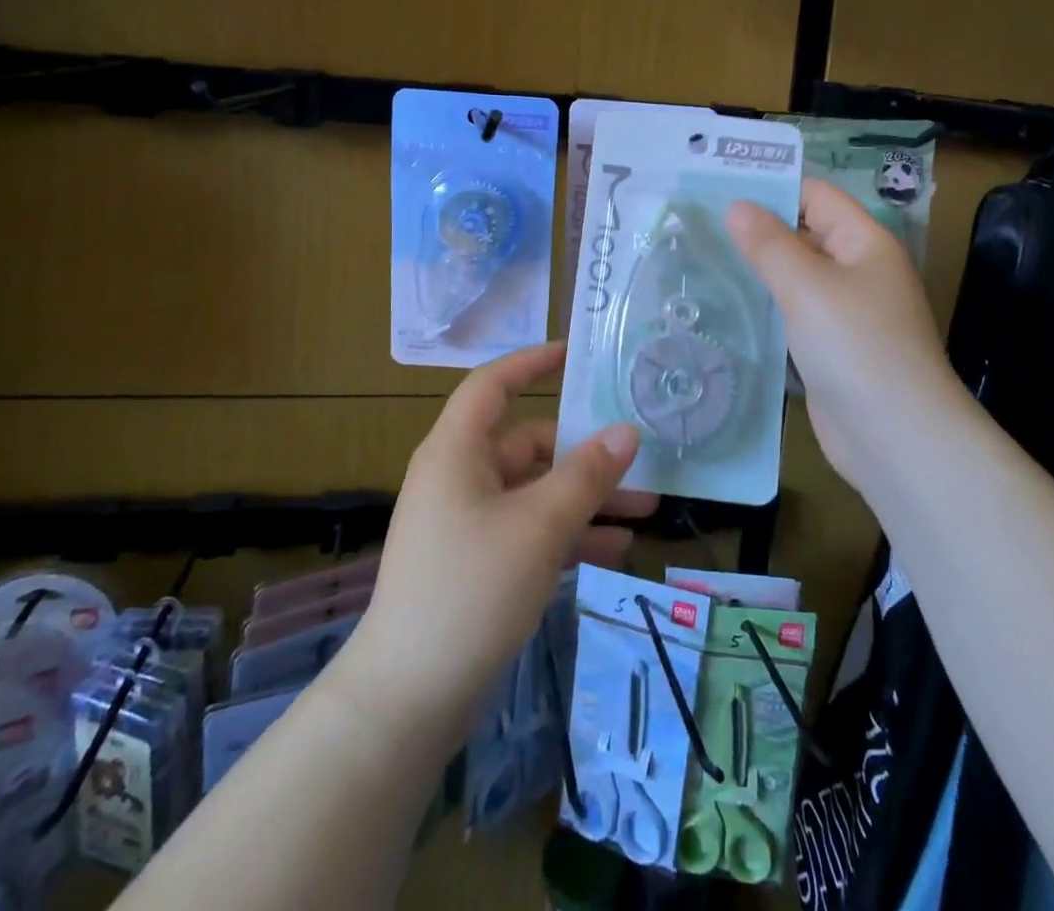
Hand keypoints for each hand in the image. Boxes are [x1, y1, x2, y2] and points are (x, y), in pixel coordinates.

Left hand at [347, 341, 656, 742]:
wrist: (408, 698)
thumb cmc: (471, 589)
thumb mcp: (538, 526)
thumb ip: (586, 476)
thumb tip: (626, 432)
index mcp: (457, 451)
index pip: (493, 385)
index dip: (531, 362)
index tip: (574, 354)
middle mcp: (459, 477)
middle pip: (527, 445)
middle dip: (585, 454)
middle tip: (641, 462)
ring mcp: (466, 523)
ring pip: (535, 493)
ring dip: (586, 499)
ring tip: (645, 512)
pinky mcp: (475, 564)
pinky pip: (529, 531)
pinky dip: (568, 535)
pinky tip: (615, 553)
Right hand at [726, 179, 970, 500]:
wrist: (895, 437)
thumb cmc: (855, 346)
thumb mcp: (807, 286)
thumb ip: (769, 244)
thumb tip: (736, 206)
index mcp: (865, 243)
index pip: (815, 196)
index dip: (771, 188)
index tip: (717, 189)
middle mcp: (858, 270)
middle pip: (804, 234)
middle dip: (756, 229)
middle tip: (697, 224)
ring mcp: (845, 312)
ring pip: (795, 277)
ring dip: (757, 269)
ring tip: (700, 258)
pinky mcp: (830, 348)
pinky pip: (793, 314)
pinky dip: (765, 306)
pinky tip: (725, 306)